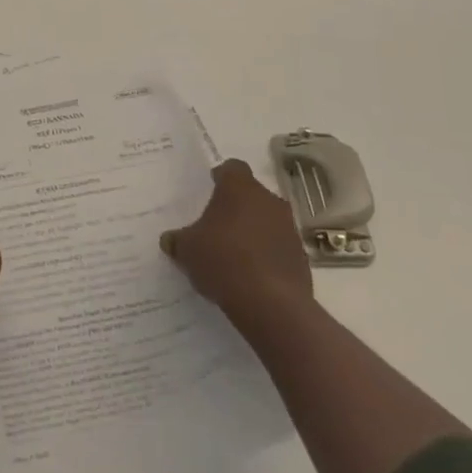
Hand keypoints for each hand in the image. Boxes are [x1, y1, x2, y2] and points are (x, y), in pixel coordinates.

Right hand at [161, 159, 312, 319]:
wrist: (271, 304)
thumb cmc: (222, 260)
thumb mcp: (187, 249)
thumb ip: (178, 240)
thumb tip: (170, 240)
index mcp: (240, 188)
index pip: (232, 168)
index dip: (221, 177)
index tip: (210, 189)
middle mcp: (269, 201)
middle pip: (252, 194)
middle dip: (237, 207)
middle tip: (217, 224)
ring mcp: (290, 229)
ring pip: (268, 221)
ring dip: (254, 231)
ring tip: (233, 253)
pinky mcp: (301, 258)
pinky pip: (279, 248)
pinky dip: (267, 255)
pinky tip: (251, 274)